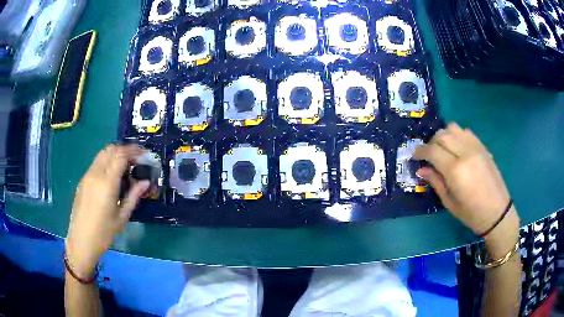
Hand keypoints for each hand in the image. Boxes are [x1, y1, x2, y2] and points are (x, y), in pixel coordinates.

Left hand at [66, 144, 149, 277]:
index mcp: (106, 183)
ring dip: (115, 154)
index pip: (120, 155)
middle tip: (135, 159)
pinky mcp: (83, 181)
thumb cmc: (104, 233)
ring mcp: (87, 176)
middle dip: (125, 150)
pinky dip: (107, 162)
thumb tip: (145, 182)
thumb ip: (133, 196)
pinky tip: (112, 176)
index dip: (134, 151)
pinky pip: (96, 163)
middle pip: (110, 149)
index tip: (144, 154)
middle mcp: (95, 174)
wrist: (81, 241)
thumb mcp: (122, 217)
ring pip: (102, 154)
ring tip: (125, 166)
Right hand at [414, 123, 519, 253]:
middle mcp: (465, 153)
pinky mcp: (483, 147)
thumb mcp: (449, 202)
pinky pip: (466, 131)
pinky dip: (457, 135)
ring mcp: (475, 147)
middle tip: (428, 155)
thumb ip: (435, 182)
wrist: (497, 212)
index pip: (432, 151)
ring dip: (444, 135)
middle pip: (441, 135)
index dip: (420, 151)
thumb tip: (421, 169)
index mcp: (455, 170)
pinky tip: (457, 147)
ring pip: (453, 128)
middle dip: (431, 143)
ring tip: (443, 149)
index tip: (415, 156)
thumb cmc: (471, 214)